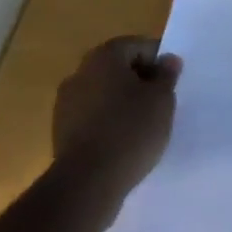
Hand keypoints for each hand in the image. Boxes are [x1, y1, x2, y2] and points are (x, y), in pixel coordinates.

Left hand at [51, 35, 181, 214]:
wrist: (86, 184)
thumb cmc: (130, 130)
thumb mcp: (162, 99)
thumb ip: (167, 75)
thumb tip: (168, 60)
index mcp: (105, 56)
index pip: (138, 46)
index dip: (158, 62)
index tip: (170, 84)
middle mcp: (80, 73)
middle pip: (118, 68)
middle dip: (139, 81)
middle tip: (160, 103)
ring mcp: (65, 104)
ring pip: (104, 94)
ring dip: (122, 103)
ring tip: (142, 126)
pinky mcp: (60, 132)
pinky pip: (92, 118)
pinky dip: (107, 123)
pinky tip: (122, 142)